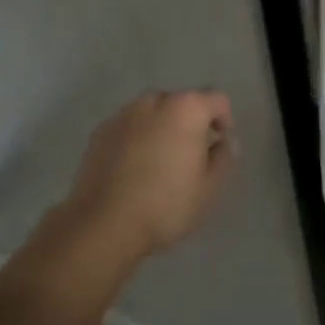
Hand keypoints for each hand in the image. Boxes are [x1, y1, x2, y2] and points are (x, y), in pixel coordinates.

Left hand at [62, 90, 235, 262]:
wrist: (103, 224)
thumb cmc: (165, 205)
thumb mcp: (210, 188)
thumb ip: (224, 157)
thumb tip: (223, 142)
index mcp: (186, 108)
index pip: (217, 100)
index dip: (224, 120)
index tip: (220, 146)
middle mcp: (155, 100)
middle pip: (182, 104)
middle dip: (190, 124)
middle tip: (190, 158)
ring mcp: (123, 114)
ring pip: (153, 114)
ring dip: (161, 130)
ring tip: (159, 165)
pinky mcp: (100, 131)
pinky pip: (129, 128)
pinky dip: (136, 140)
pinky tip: (133, 170)